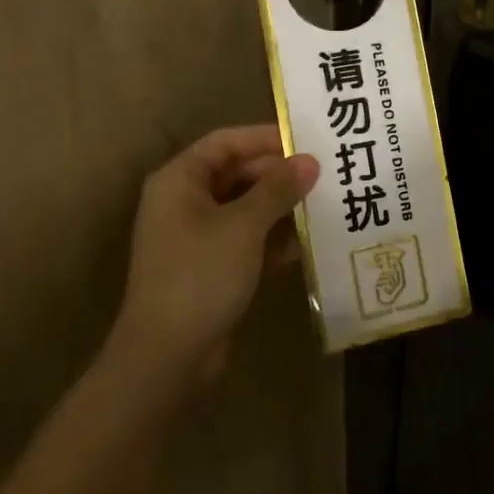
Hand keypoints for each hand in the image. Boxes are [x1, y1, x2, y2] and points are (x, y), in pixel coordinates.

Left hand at [108, 124, 318, 386]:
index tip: (306, 140)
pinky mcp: (212, 269)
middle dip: (279, 174)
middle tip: (325, 174)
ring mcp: (197, 238)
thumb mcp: (243, 225)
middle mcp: (185, 203)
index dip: (265, 137)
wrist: (168, 356)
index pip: (225, 142)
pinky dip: (273, 239)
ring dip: (281, 207)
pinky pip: (247, 241)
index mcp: (180, 181)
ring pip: (246, 209)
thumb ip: (278, 189)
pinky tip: (308, 243)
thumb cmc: (200, 275)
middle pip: (237, 174)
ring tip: (325, 203)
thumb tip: (309, 161)